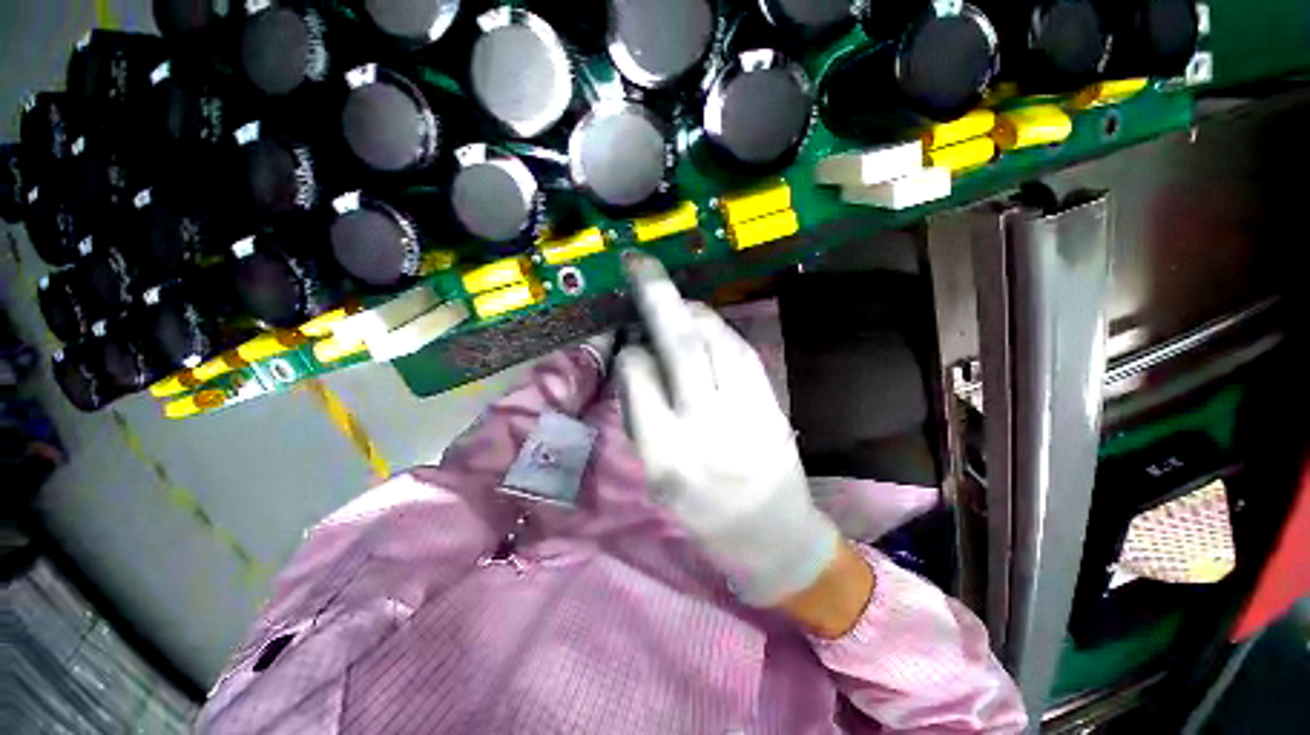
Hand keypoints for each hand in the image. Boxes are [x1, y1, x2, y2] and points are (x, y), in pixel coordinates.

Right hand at [616, 256, 841, 606]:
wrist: (771, 534)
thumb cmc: (701, 514)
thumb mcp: (655, 474)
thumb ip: (643, 414)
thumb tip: (637, 357)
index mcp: (665, 454)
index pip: (639, 376)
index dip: (632, 350)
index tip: (630, 339)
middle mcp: (704, 427)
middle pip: (680, 345)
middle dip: (657, 296)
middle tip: (640, 264)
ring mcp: (745, 411)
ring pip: (714, 338)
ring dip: (690, 311)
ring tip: (675, 303)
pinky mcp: (771, 403)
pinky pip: (741, 350)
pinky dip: (719, 329)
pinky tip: (706, 325)